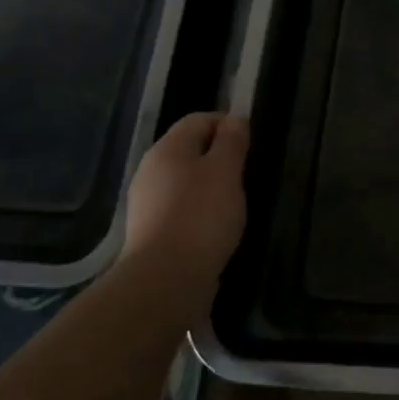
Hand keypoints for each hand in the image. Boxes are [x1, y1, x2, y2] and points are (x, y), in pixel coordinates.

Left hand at [117, 112, 248, 299]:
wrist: (165, 279)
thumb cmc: (201, 216)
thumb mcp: (226, 171)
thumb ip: (232, 142)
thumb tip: (235, 120)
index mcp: (167, 149)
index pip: (199, 119)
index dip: (227, 124)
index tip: (251, 144)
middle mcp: (151, 170)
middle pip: (190, 149)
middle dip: (220, 156)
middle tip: (246, 174)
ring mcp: (147, 202)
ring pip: (185, 180)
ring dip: (211, 185)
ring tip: (234, 203)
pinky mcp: (151, 231)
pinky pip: (180, 207)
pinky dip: (200, 210)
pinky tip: (215, 227)